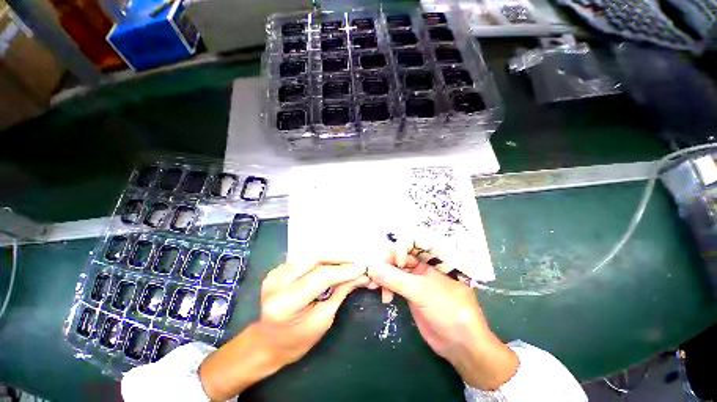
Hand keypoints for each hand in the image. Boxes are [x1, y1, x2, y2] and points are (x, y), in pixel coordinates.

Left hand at [199, 260, 368, 399]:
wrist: (268, 344)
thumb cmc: (297, 341)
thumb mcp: (323, 320)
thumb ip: (340, 293)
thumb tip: (360, 276)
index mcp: (285, 303)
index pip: (321, 276)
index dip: (344, 270)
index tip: (362, 268)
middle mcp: (276, 283)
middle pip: (313, 258)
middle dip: (338, 258)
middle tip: (354, 262)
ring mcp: (274, 274)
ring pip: (308, 254)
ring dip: (330, 257)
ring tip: (346, 263)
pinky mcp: (277, 270)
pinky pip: (302, 258)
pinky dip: (319, 259)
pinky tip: (330, 265)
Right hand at [368, 256, 517, 390]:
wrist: (460, 344)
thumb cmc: (449, 310)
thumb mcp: (421, 292)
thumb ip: (394, 278)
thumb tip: (370, 267)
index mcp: (437, 253)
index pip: (414, 237)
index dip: (402, 245)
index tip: (398, 262)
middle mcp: (427, 260)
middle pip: (401, 251)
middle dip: (387, 261)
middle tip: (374, 274)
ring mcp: (418, 274)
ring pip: (395, 265)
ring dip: (383, 274)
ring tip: (374, 286)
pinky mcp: (411, 287)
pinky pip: (394, 279)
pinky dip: (386, 284)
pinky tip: (383, 296)